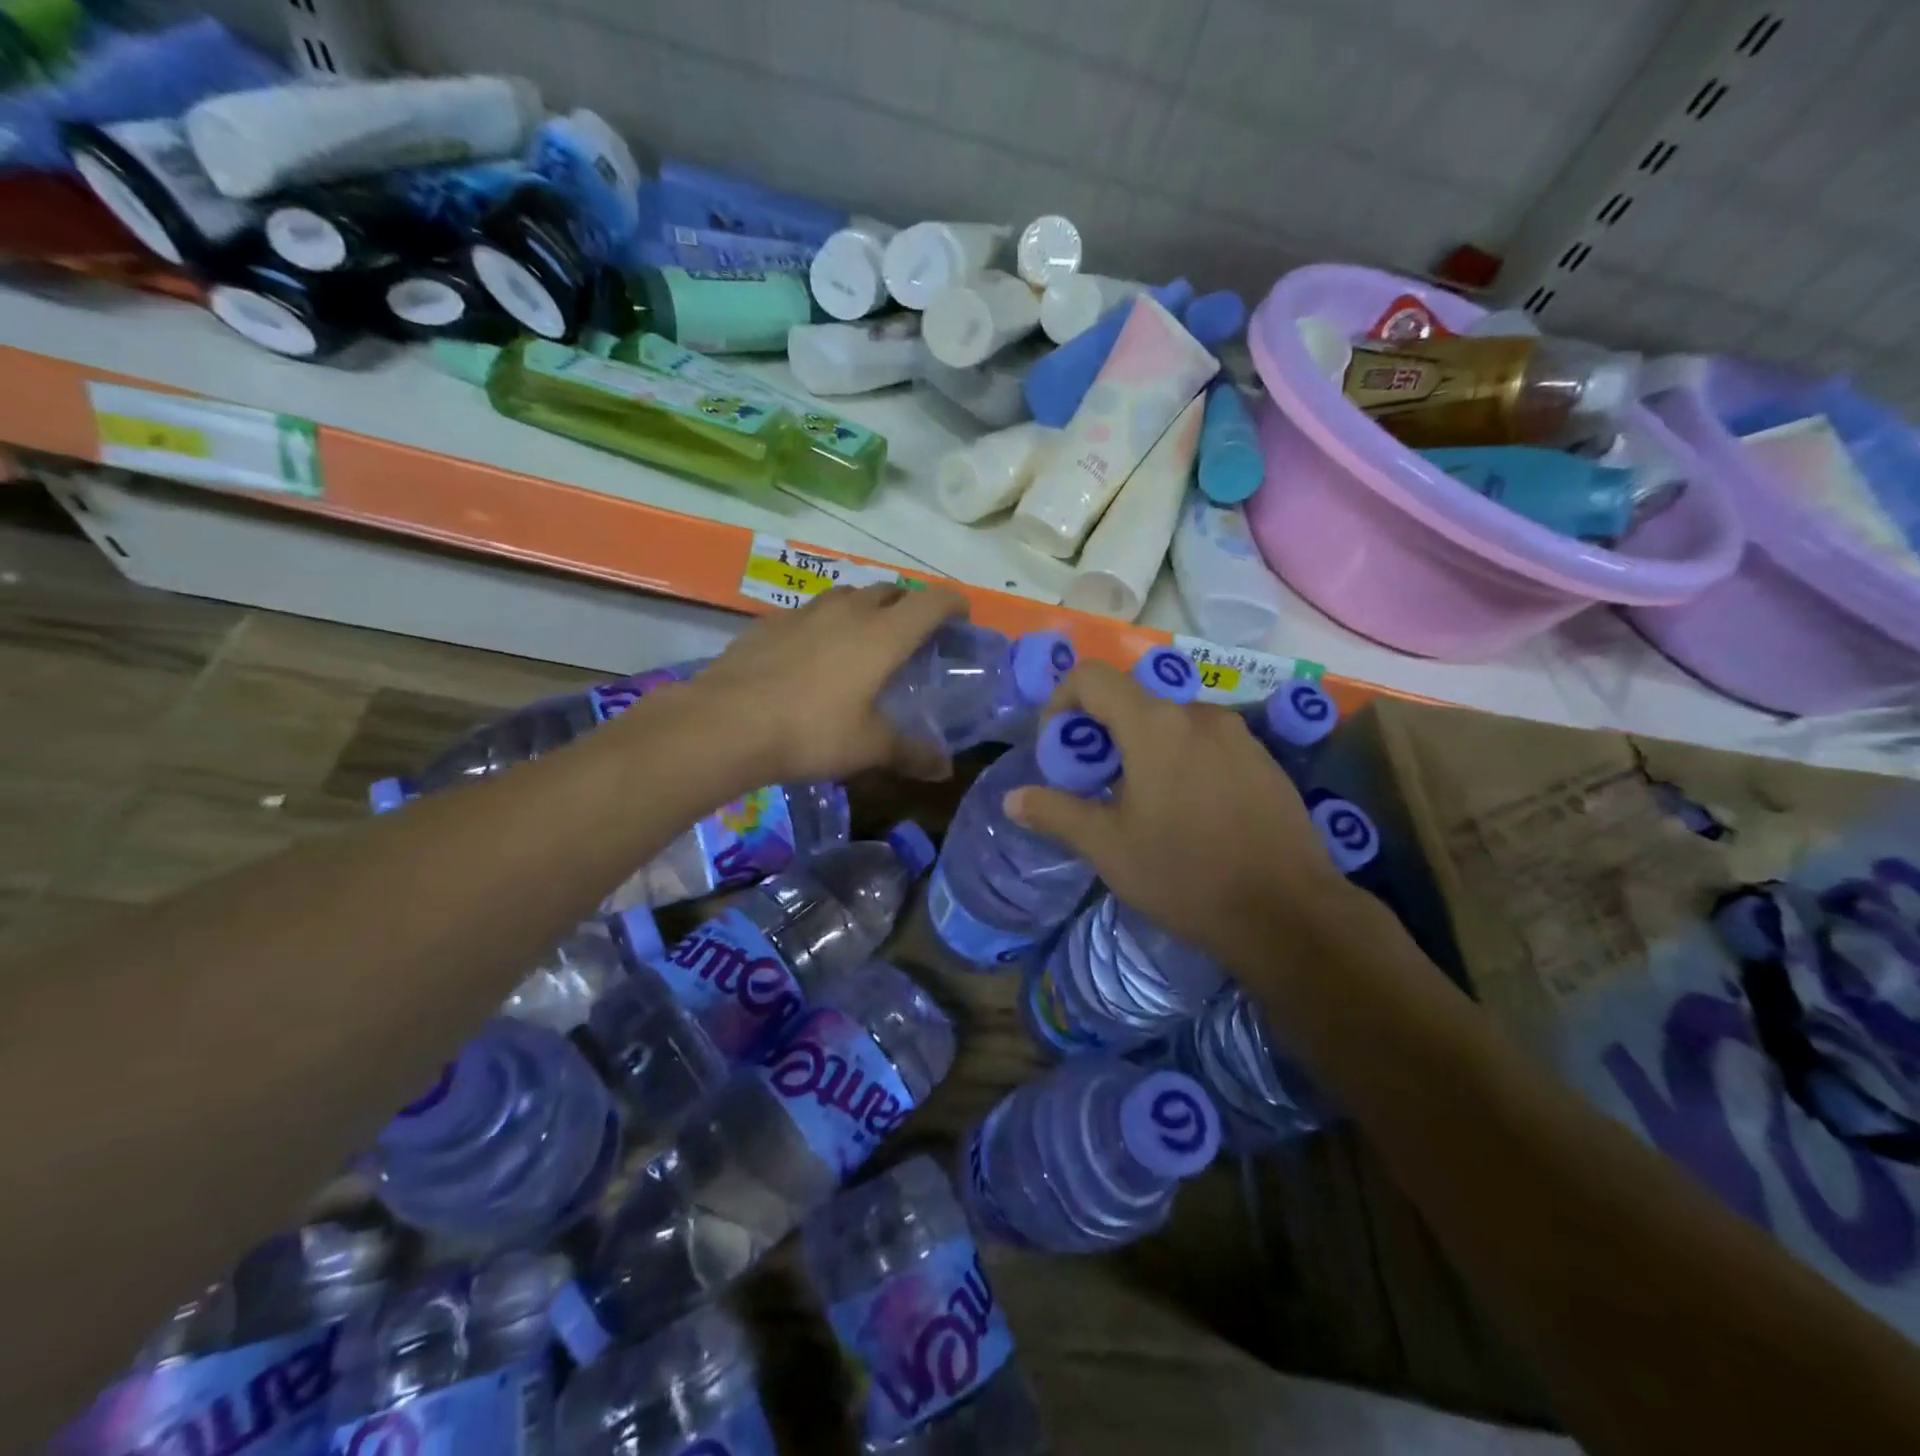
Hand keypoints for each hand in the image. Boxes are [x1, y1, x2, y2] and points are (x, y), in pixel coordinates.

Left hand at [684, 583, 964, 785]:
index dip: (953, 603)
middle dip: (909, 606)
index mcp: (883, 634)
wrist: (726, 724)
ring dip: (865, 610)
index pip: (931, 600)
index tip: (961, 617)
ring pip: (847, 597)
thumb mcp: (868, 747)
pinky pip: (809, 613)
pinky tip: (812, 656)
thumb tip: (944, 770)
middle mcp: (848, 611)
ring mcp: (804, 612)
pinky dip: (824, 625)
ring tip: (863, 642)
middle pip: (890, 590)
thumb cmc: (812, 732)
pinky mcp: (769, 623)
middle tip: (913, 637)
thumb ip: (911, 753)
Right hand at [1004, 662, 1361, 968]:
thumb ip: (1056, 812)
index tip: (1059, 748)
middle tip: (1094, 782)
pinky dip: (1180, 758)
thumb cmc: (1185, 874)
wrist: (1288, 913)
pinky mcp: (1264, 759)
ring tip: (1140, 800)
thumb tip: (1013, 799)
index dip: (1061, 701)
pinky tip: (1188, 811)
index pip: (1092, 677)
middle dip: (1101, 731)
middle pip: (1132, 699)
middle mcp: (1198, 713)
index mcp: (1154, 724)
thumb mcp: (1107, 847)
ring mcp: (1238, 734)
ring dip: (1141, 745)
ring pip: (1171, 721)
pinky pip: (1206, 742)